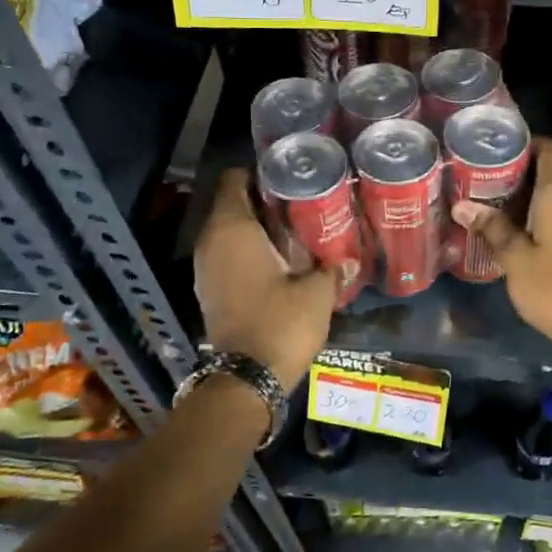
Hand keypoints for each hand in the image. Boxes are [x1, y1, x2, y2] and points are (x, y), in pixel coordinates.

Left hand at [194, 167, 338, 388]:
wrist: (246, 378)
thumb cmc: (281, 322)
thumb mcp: (317, 293)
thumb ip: (332, 269)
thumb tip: (347, 259)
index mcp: (232, 229)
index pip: (234, 179)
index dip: (259, 173)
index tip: (288, 178)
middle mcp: (210, 242)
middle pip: (232, 204)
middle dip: (263, 201)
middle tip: (300, 204)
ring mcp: (204, 268)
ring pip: (229, 232)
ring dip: (256, 229)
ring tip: (293, 232)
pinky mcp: (208, 290)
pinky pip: (226, 256)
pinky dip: (247, 253)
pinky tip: (278, 262)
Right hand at [451, 138, 551, 359]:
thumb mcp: (515, 259)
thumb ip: (491, 228)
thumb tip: (462, 206)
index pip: (548, 147)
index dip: (524, 144)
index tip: (495, 151)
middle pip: (551, 166)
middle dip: (520, 169)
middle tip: (483, 177)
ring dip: (529, 191)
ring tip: (493, 200)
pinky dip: (542, 208)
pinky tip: (515, 223)